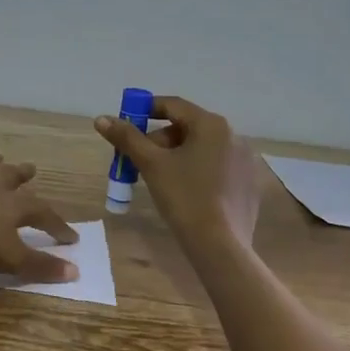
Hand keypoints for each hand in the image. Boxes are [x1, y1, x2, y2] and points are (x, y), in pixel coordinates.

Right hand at [95, 96, 261, 249]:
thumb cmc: (184, 197)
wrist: (219, 245)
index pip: (173, 105)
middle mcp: (233, 136)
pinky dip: (197, 171)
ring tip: (159, 178)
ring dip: (177, 155)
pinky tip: (186, 193)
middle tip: (140, 160)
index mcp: (212, 125)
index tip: (126, 125)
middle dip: (160, 140)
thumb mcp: (151, 165)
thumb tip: (101, 119)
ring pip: (202, 148)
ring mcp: (245, 160)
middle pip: (188, 127)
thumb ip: (127, 138)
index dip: (145, 111)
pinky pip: (217, 167)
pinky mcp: (248, 183)